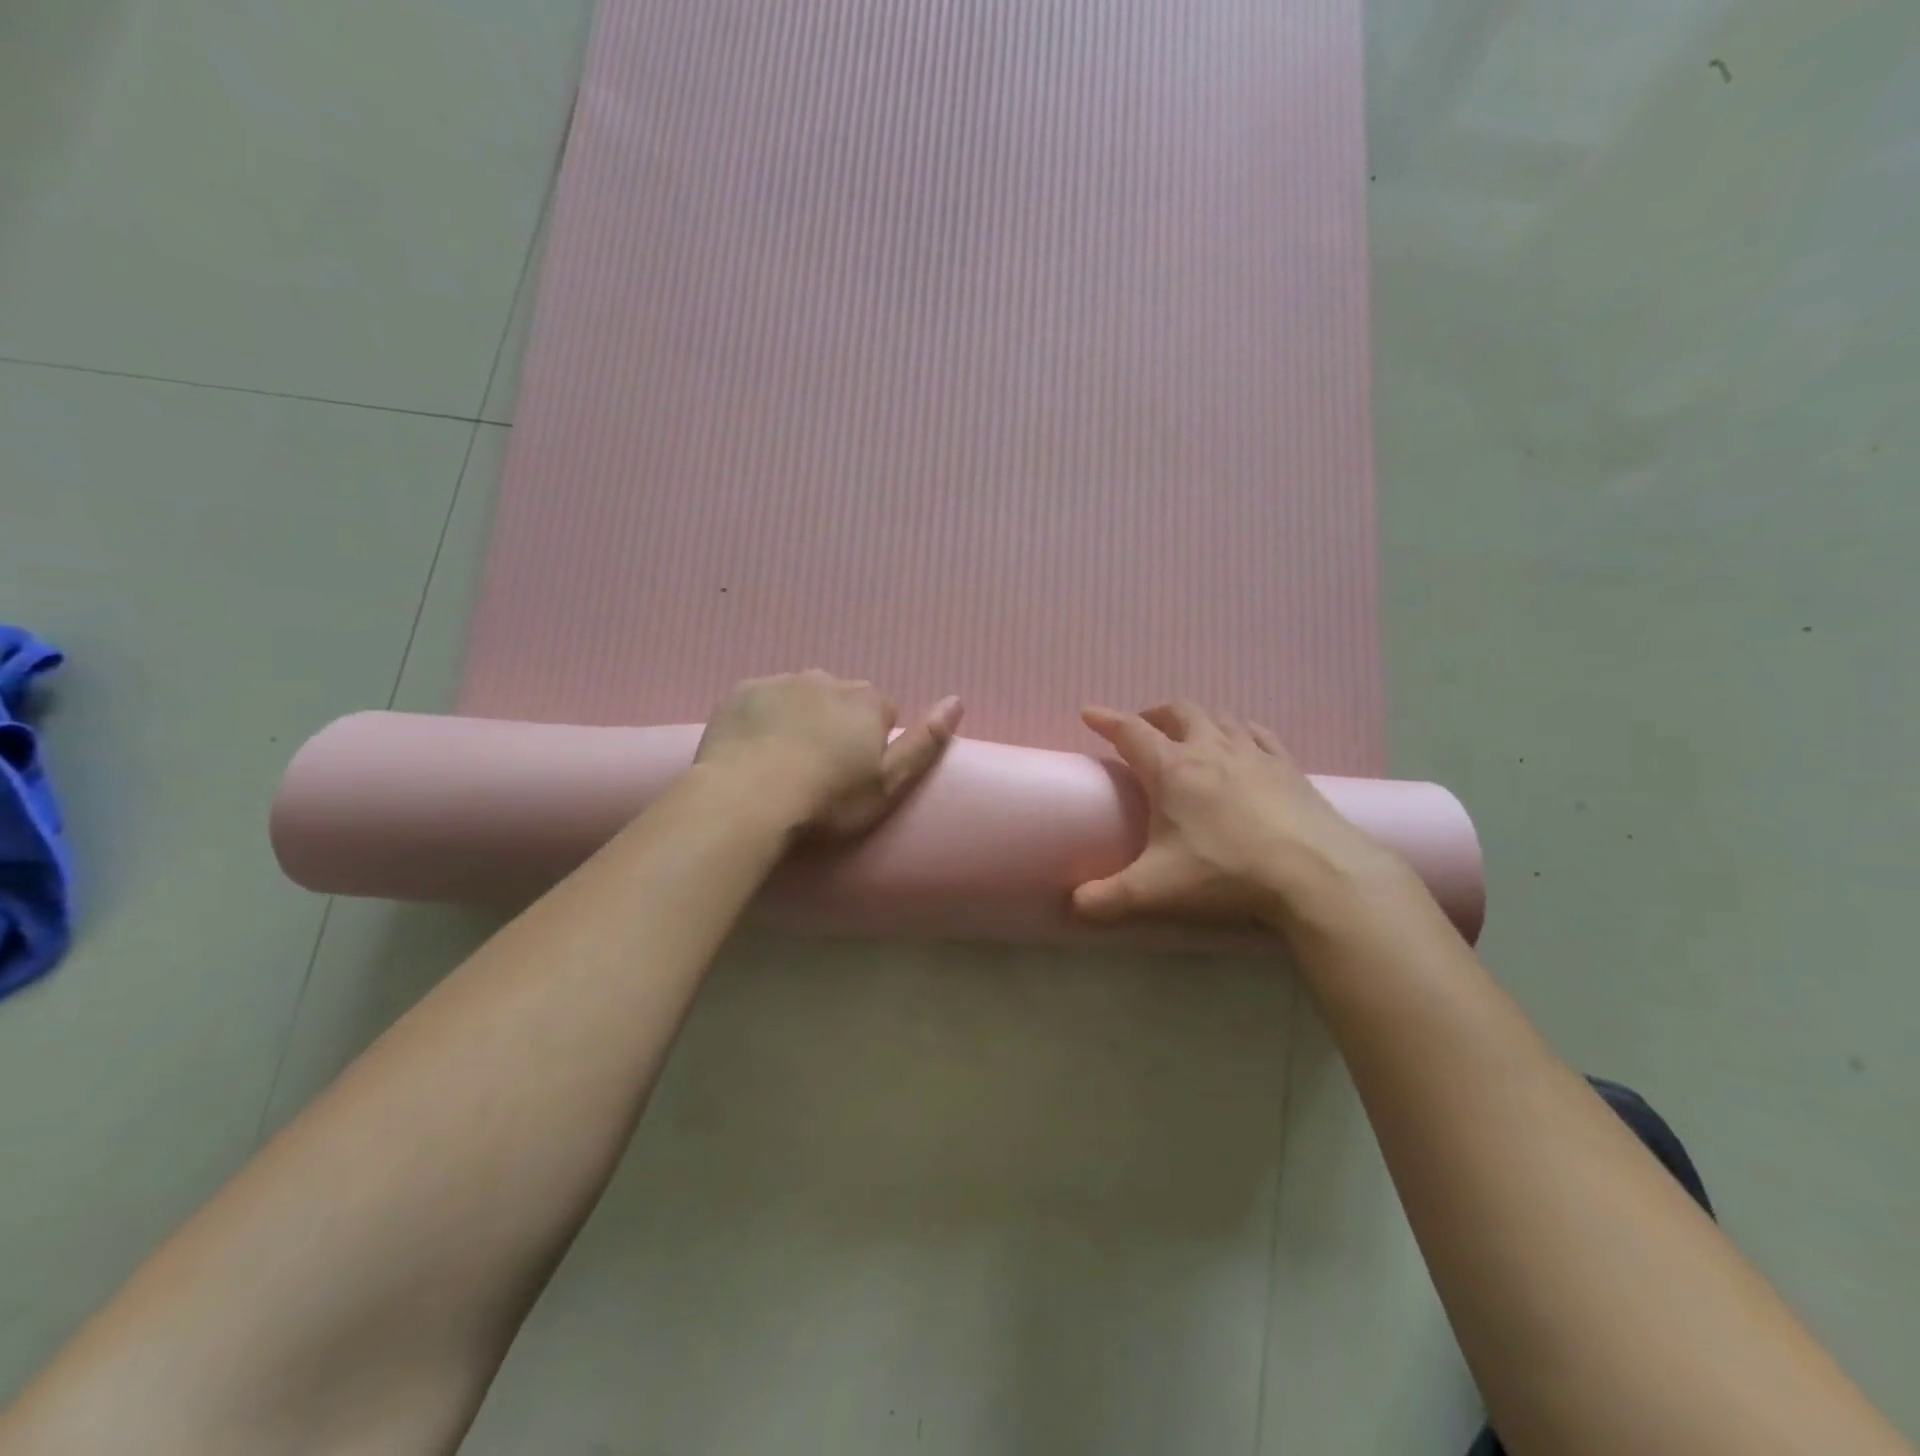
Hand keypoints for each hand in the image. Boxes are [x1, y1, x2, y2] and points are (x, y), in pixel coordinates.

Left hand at [695, 670, 963, 836]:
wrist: (745, 800)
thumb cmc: (827, 801)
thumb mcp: (889, 784)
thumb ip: (926, 742)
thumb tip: (956, 700)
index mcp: (866, 701)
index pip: (883, 711)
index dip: (874, 741)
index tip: (856, 773)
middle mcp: (826, 680)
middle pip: (841, 699)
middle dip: (837, 724)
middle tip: (820, 769)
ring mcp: (780, 682)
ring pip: (800, 696)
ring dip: (800, 718)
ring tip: (784, 762)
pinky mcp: (741, 693)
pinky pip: (762, 700)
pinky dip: (763, 719)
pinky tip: (754, 751)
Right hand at [1073, 701, 1398, 927]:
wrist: (1317, 875)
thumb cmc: (1227, 873)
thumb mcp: (1156, 890)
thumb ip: (1107, 898)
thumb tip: (1071, 906)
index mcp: (1172, 770)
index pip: (1130, 732)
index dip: (1105, 720)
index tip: (1088, 712)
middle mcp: (1210, 749)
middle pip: (1177, 712)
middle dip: (1153, 714)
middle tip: (1142, 729)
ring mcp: (1253, 754)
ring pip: (1218, 717)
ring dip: (1196, 720)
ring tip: (1188, 735)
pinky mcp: (1287, 766)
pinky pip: (1258, 733)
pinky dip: (1240, 730)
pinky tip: (1242, 741)